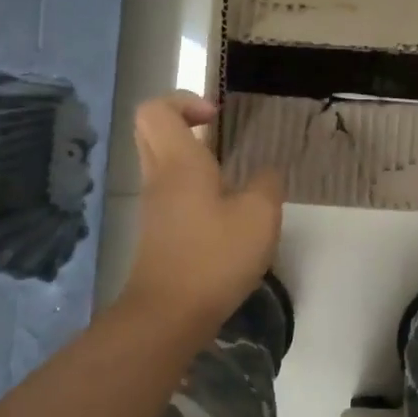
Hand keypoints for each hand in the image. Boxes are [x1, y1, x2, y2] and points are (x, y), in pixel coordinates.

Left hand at [121, 92, 283, 336]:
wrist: (168, 315)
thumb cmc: (214, 257)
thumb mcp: (259, 217)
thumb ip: (267, 185)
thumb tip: (266, 173)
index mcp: (179, 162)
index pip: (156, 109)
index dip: (185, 102)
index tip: (217, 119)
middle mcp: (158, 177)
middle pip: (150, 129)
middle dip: (182, 121)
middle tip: (217, 133)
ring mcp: (153, 206)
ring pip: (159, 160)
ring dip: (189, 155)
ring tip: (229, 175)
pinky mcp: (157, 231)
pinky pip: (167, 189)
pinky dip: (190, 185)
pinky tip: (223, 210)